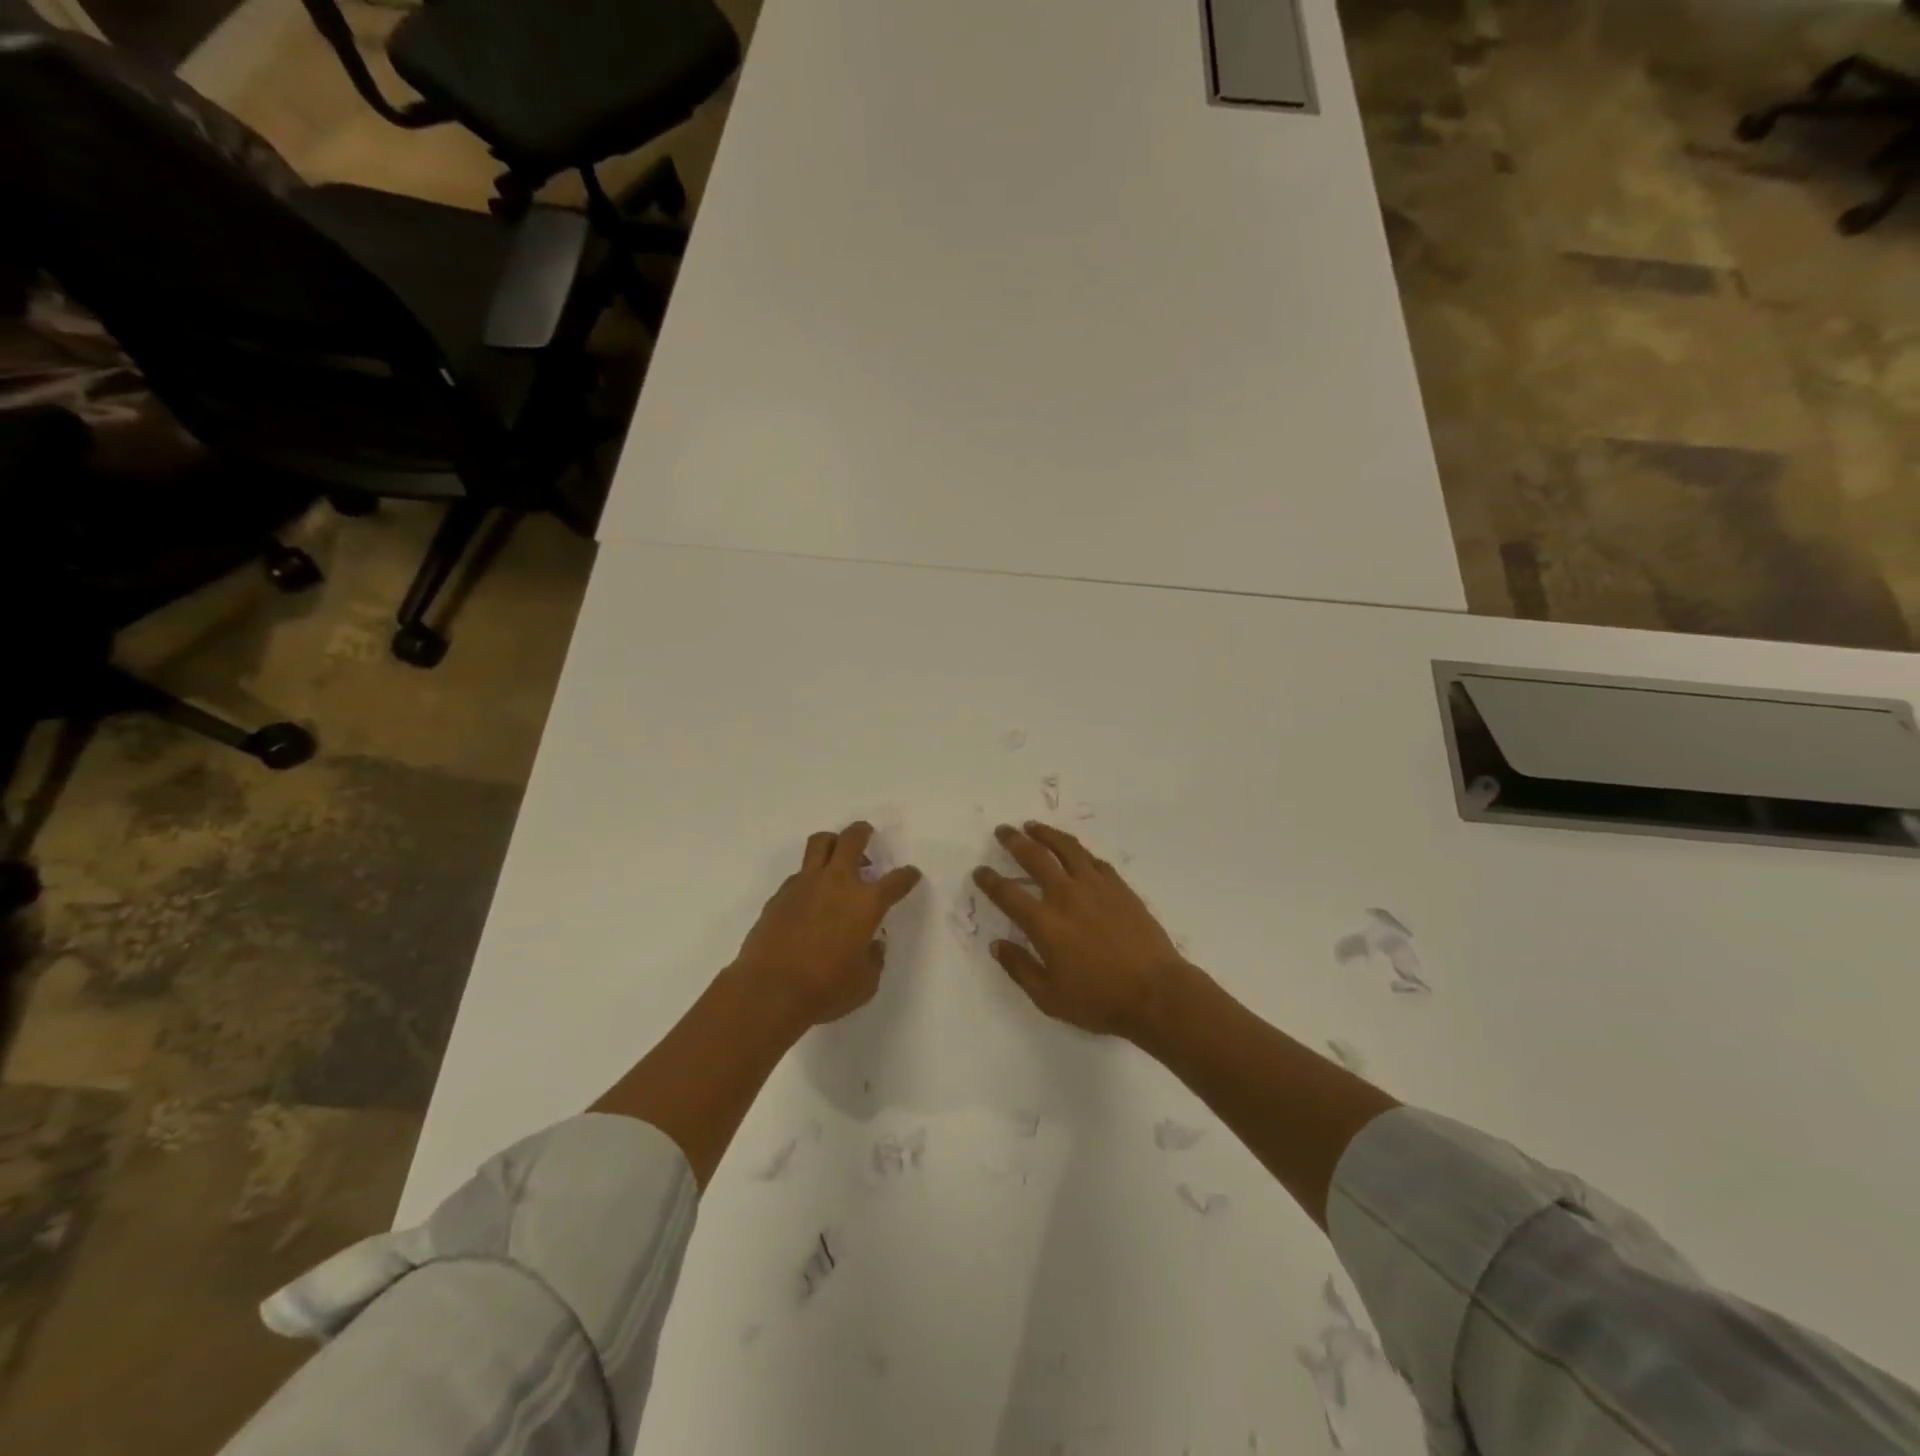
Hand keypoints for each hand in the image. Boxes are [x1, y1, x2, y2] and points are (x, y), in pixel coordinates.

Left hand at [730, 822, 922, 1028]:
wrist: (769, 991)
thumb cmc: (826, 989)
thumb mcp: (864, 983)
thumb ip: (874, 959)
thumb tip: (872, 944)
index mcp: (866, 903)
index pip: (896, 881)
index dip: (907, 876)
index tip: (910, 875)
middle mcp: (838, 883)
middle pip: (852, 839)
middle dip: (863, 832)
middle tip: (866, 834)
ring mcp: (805, 885)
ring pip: (820, 843)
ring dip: (833, 842)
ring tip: (837, 855)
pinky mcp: (780, 895)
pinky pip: (799, 874)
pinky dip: (809, 877)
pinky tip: (810, 896)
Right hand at [973, 821, 1189, 1038]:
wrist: (1156, 993)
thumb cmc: (1100, 1001)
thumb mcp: (1049, 997)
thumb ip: (1020, 968)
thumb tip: (997, 945)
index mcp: (1044, 923)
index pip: (1008, 894)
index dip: (990, 880)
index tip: (980, 871)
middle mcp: (1066, 896)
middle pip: (1034, 857)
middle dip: (1014, 841)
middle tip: (1002, 830)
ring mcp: (1096, 887)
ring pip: (1066, 848)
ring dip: (1046, 834)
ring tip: (1033, 826)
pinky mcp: (1119, 887)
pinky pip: (1094, 860)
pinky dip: (1078, 851)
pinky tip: (1074, 851)